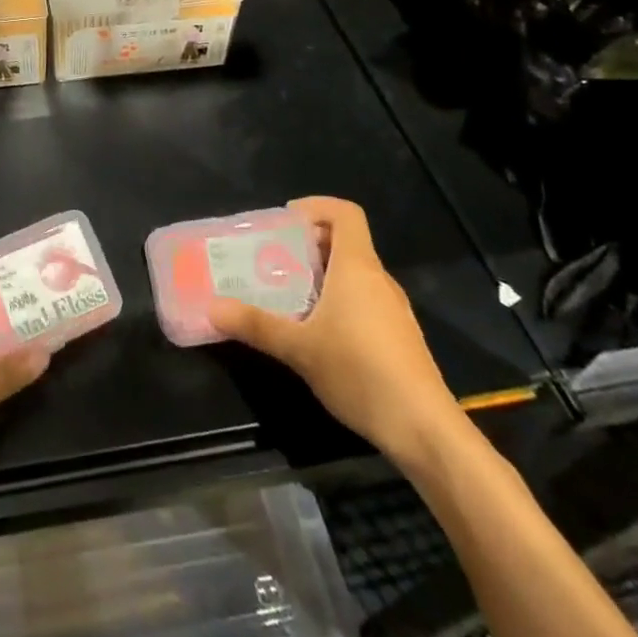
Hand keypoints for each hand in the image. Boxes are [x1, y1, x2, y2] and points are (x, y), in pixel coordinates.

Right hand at [207, 196, 464, 464]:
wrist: (425, 430)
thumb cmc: (360, 372)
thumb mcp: (298, 348)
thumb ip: (255, 324)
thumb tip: (212, 308)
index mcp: (357, 267)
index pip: (345, 213)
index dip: (316, 206)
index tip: (285, 220)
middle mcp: (378, 279)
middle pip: (345, 242)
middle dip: (308, 243)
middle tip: (273, 258)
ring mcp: (393, 309)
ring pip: (354, 274)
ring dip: (322, 274)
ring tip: (287, 293)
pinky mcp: (398, 337)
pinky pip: (363, 300)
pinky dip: (338, 300)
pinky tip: (316, 331)